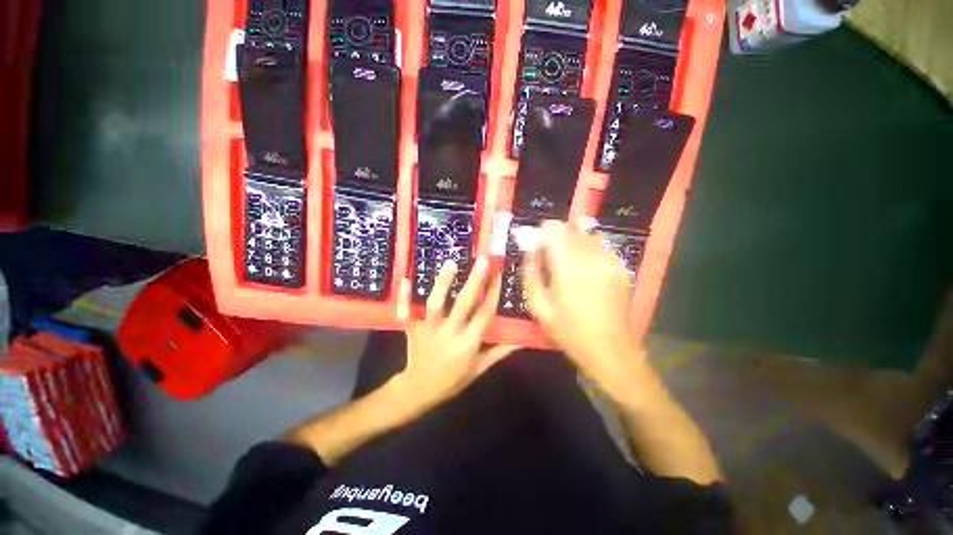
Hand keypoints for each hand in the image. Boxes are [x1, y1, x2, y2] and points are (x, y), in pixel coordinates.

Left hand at [394, 258, 519, 410]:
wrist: (419, 391)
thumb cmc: (453, 380)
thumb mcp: (479, 369)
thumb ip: (498, 352)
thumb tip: (520, 340)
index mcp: (468, 344)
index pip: (484, 315)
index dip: (493, 294)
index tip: (499, 275)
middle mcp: (450, 334)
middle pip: (463, 304)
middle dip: (474, 282)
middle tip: (483, 261)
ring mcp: (428, 331)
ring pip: (435, 304)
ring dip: (443, 284)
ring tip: (451, 263)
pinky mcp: (412, 330)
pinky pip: (406, 313)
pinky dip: (404, 297)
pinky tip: (406, 279)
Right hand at [522, 221, 645, 392]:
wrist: (610, 349)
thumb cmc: (569, 330)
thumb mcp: (538, 307)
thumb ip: (530, 275)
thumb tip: (530, 253)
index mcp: (568, 266)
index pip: (554, 228)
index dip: (543, 233)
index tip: (538, 246)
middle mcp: (591, 256)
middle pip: (571, 228)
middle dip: (557, 237)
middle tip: (551, 257)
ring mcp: (610, 261)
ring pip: (587, 235)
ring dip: (574, 243)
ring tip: (569, 265)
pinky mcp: (620, 268)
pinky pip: (600, 248)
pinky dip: (589, 252)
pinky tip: (586, 273)